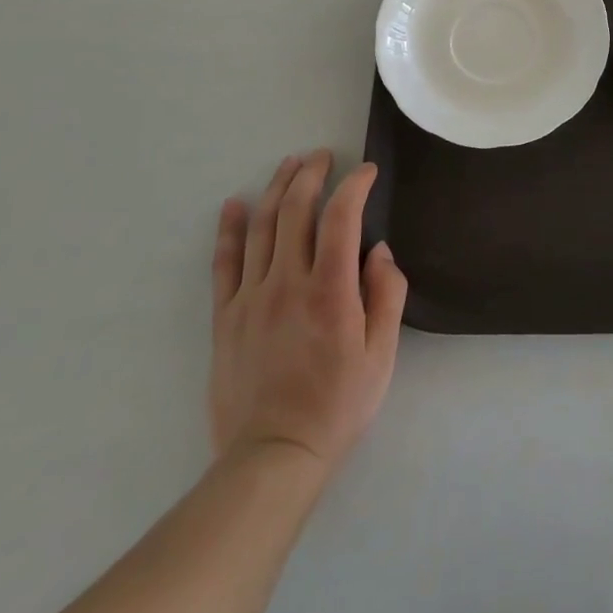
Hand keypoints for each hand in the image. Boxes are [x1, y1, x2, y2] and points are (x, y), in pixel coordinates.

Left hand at [209, 151, 407, 470]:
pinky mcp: (225, 316)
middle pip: (296, 209)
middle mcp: (288, 282)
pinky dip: (230, 229)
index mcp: (331, 290)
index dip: (355, 185)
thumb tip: (378, 250)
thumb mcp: (382, 354)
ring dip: (277, 188)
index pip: (342, 216)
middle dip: (311, 173)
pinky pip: (224, 262)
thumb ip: (387, 294)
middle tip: (322, 155)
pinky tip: (234, 205)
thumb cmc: (338, 405)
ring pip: (261, 226)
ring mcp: (251, 297)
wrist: (273, 457)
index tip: (366, 172)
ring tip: (289, 164)